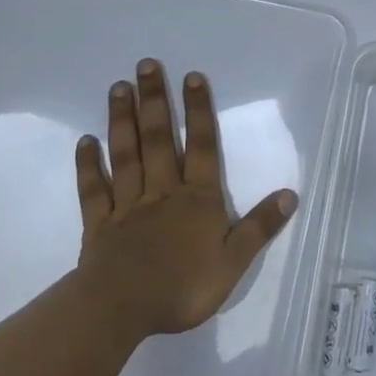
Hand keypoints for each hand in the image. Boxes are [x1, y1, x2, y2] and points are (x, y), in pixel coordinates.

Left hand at [74, 60, 297, 338]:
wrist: (121, 310)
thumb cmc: (183, 287)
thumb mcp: (233, 262)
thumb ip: (259, 227)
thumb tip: (290, 194)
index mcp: (197, 199)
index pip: (200, 146)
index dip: (198, 110)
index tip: (191, 76)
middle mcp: (162, 191)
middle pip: (159, 139)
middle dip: (154, 100)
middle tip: (145, 65)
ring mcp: (127, 205)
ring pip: (126, 155)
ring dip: (122, 120)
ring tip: (118, 87)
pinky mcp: (99, 225)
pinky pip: (94, 190)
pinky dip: (89, 165)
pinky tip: (85, 141)